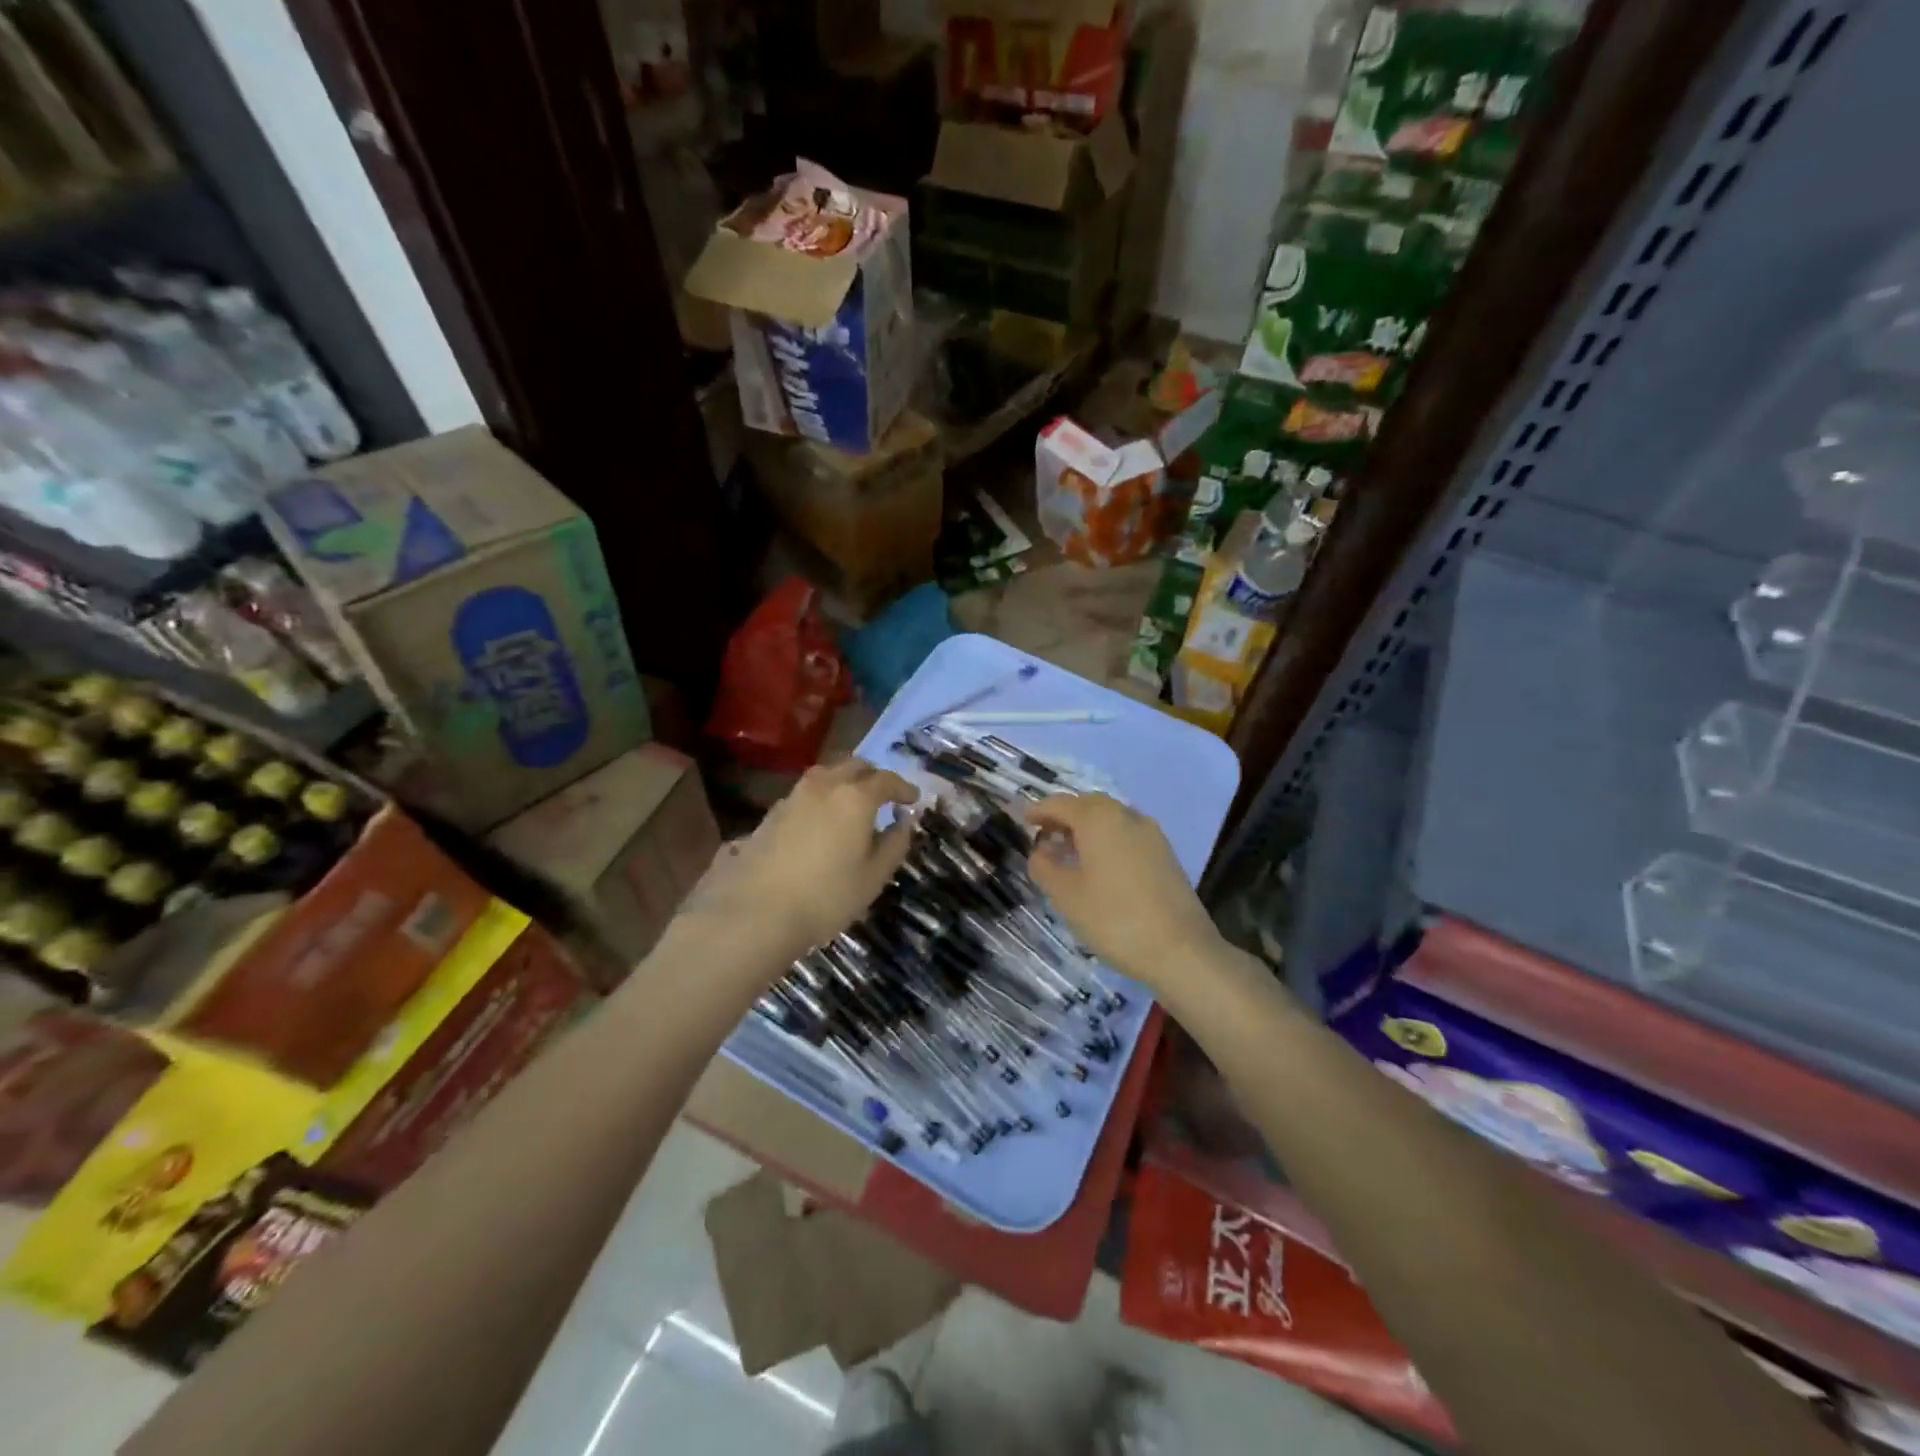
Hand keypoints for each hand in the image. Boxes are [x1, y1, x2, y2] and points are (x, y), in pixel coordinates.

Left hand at [687, 759, 919, 973]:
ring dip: (845, 781)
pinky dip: (823, 796)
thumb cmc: (827, 896)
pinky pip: (807, 791)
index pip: (886, 780)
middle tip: (884, 795)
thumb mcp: (874, 877)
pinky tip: (822, 820)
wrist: (756, 911)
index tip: (913, 799)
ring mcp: (795, 796)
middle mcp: (825, 786)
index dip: (903, 787)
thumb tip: (904, 821)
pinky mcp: (773, 812)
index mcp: (856, 797)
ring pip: (827, 774)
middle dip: (873, 776)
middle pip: (854, 766)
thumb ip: (894, 844)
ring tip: (852, 803)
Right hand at [1021, 793, 1223, 990]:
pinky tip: (1098, 863)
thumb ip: (1045, 867)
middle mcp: (1126, 816)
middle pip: (1088, 804)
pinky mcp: (1164, 853)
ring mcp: (1150, 833)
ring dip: (1086, 826)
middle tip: (1043, 833)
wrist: (1181, 949)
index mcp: (1098, 819)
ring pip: (1110, 818)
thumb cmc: (1114, 919)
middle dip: (1064, 815)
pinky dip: (1106, 838)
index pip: (1060, 804)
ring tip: (1068, 849)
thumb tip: (1039, 851)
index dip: (1038, 810)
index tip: (1022, 819)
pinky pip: (1126, 833)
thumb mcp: (1067, 896)